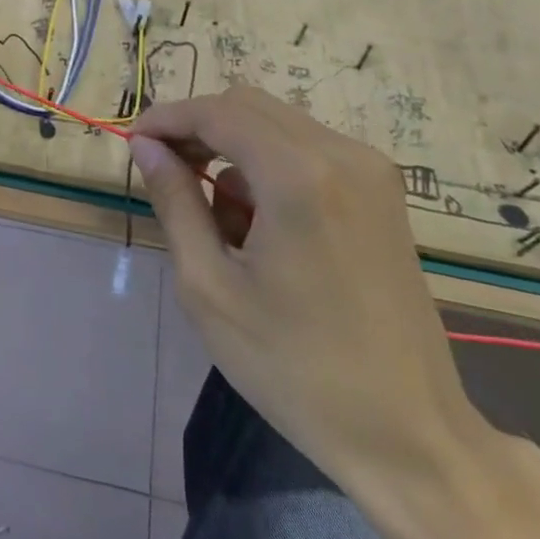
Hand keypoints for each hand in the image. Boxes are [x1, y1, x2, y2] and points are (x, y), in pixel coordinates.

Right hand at [130, 86, 489, 494]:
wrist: (407, 432)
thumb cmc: (292, 365)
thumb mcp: (209, 285)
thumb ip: (174, 201)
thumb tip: (146, 147)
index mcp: (299, 176)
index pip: (218, 112)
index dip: (167, 118)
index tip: (132, 143)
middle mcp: (344, 155)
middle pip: (248, 105)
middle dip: (198, 128)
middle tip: (163, 171)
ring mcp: (372, 172)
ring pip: (277, 125)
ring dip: (232, 149)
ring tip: (215, 218)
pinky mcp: (383, 194)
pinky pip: (308, 149)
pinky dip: (268, 166)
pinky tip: (259, 224)